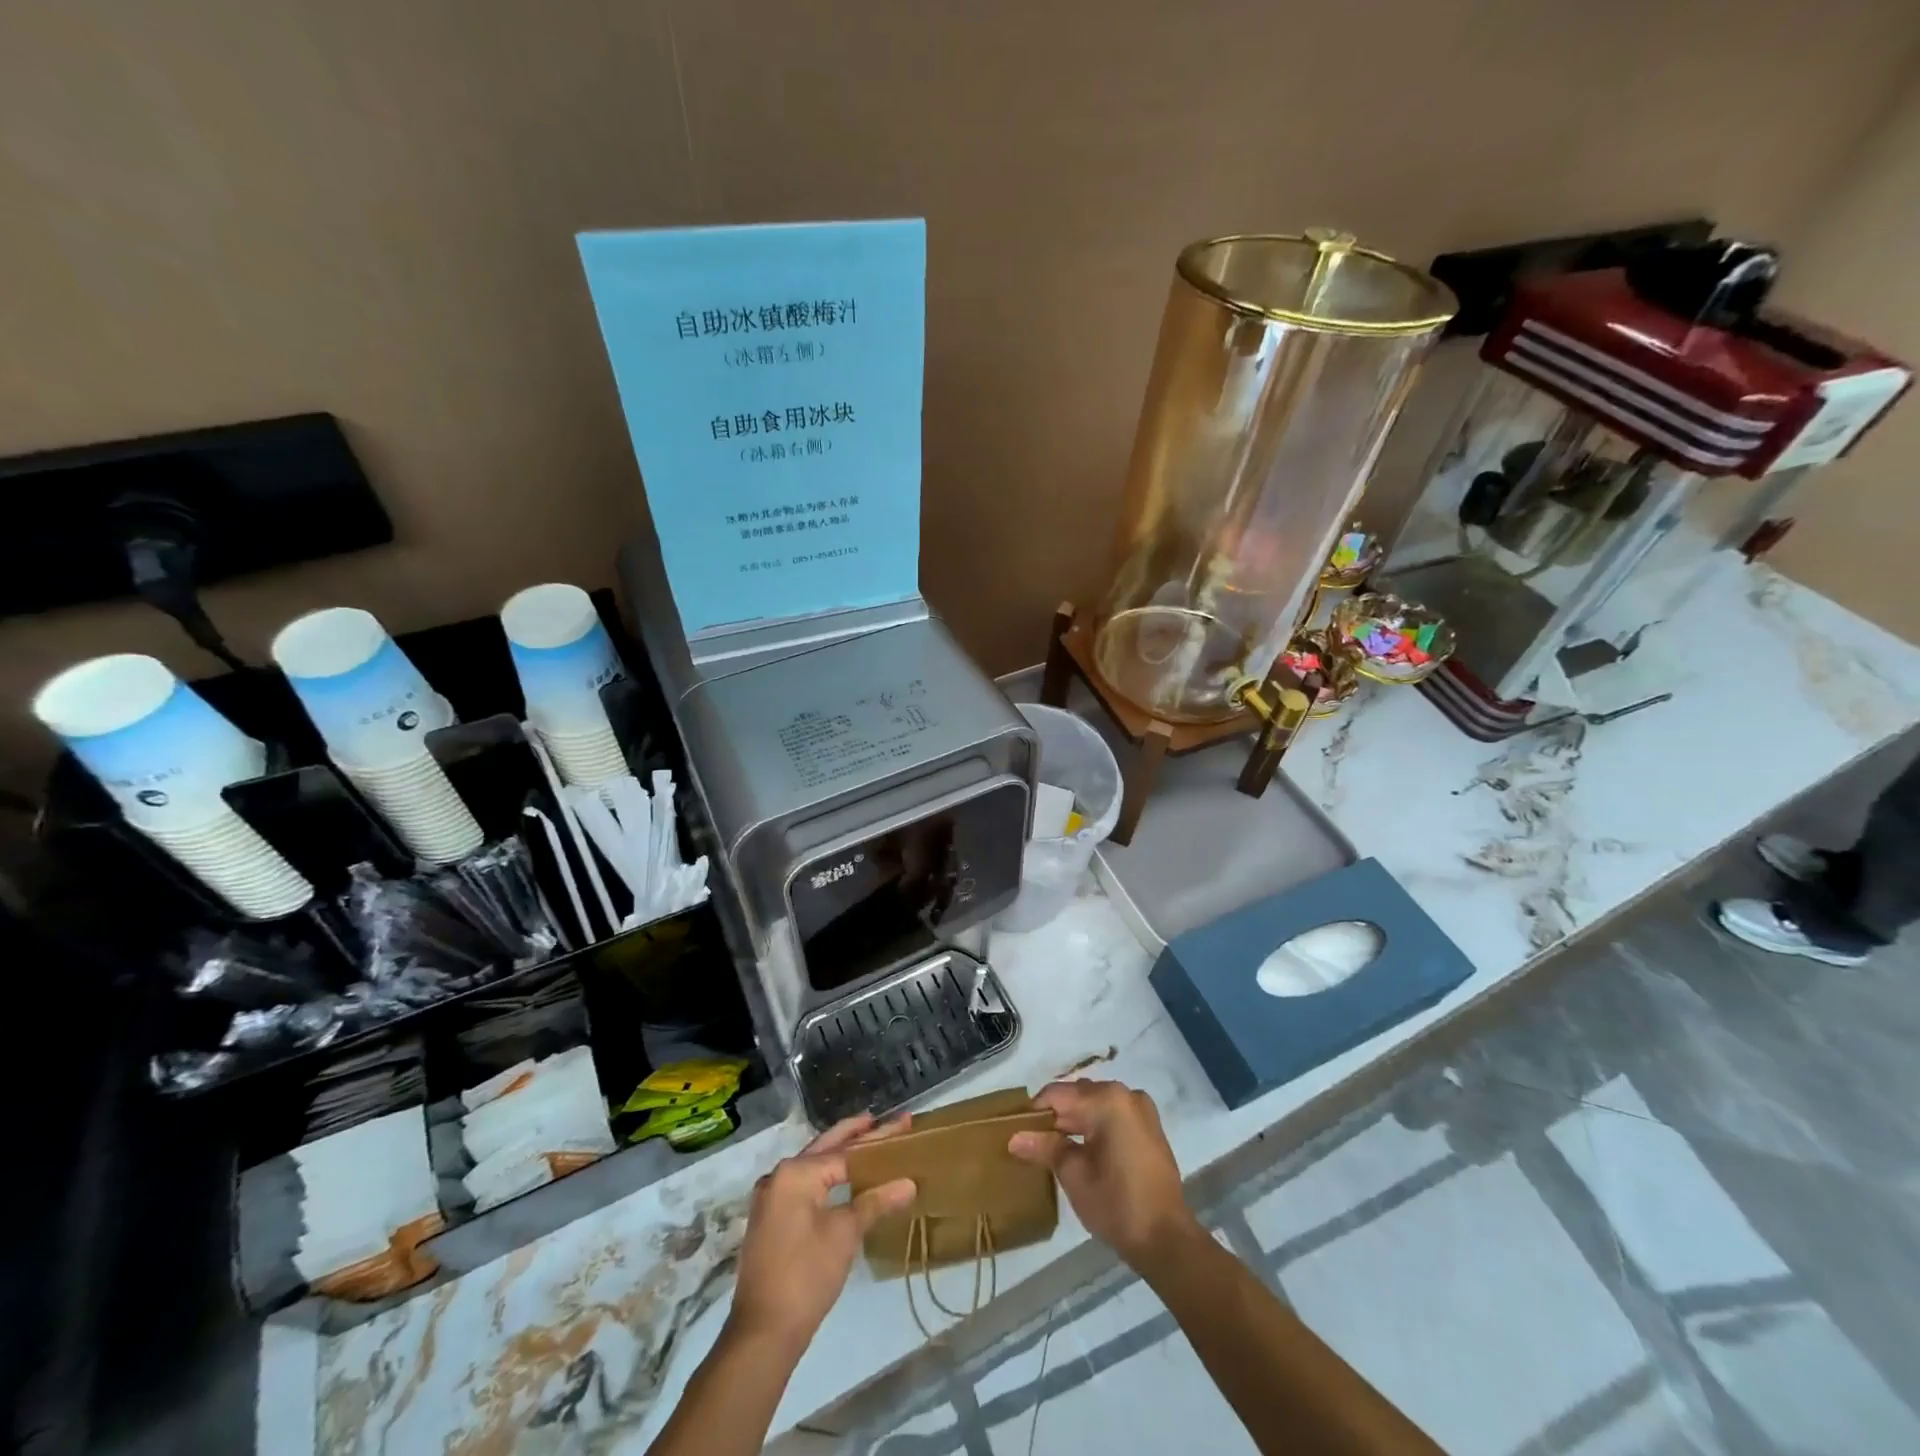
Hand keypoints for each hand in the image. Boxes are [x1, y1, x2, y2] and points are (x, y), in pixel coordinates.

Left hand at [727, 1112, 916, 1352]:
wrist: (762, 1334)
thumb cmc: (806, 1276)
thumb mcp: (845, 1235)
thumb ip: (875, 1201)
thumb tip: (909, 1183)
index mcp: (796, 1172)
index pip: (847, 1150)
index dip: (879, 1139)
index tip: (904, 1123)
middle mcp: (779, 1176)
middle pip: (826, 1148)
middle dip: (856, 1134)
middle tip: (885, 1119)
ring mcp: (771, 1198)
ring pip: (814, 1166)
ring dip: (840, 1155)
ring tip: (868, 1142)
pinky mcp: (770, 1219)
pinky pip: (804, 1185)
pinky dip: (826, 1177)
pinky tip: (844, 1179)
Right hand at [1007, 1080, 1200, 1270]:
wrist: (1167, 1239)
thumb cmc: (1116, 1204)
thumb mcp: (1074, 1175)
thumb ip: (1044, 1147)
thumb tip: (1014, 1137)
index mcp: (1107, 1099)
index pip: (1058, 1094)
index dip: (1034, 1112)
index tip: (1016, 1131)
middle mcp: (1125, 1094)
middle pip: (1078, 1096)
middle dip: (1054, 1117)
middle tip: (1032, 1142)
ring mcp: (1141, 1110)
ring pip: (1095, 1105)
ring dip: (1074, 1122)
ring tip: (1052, 1148)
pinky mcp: (1149, 1128)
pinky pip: (1112, 1116)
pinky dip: (1094, 1127)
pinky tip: (1080, 1150)